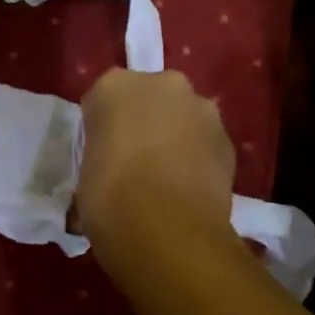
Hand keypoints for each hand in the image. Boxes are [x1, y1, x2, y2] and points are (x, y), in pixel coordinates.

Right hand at [77, 69, 236, 258]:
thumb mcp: (85, 178)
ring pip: (183, 117)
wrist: (169, 230)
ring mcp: (201, 108)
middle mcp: (161, 84)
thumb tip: (108, 175)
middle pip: (149, 98)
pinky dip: (199, 158)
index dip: (103, 129)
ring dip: (176, 137)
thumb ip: (100, 160)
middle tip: (135, 162)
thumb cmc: (110, 200)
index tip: (102, 155)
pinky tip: (190, 190)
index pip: (103, 101)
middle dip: (145, 123)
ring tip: (167, 180)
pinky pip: (206, 143)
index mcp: (115, 87)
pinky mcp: (228, 138)